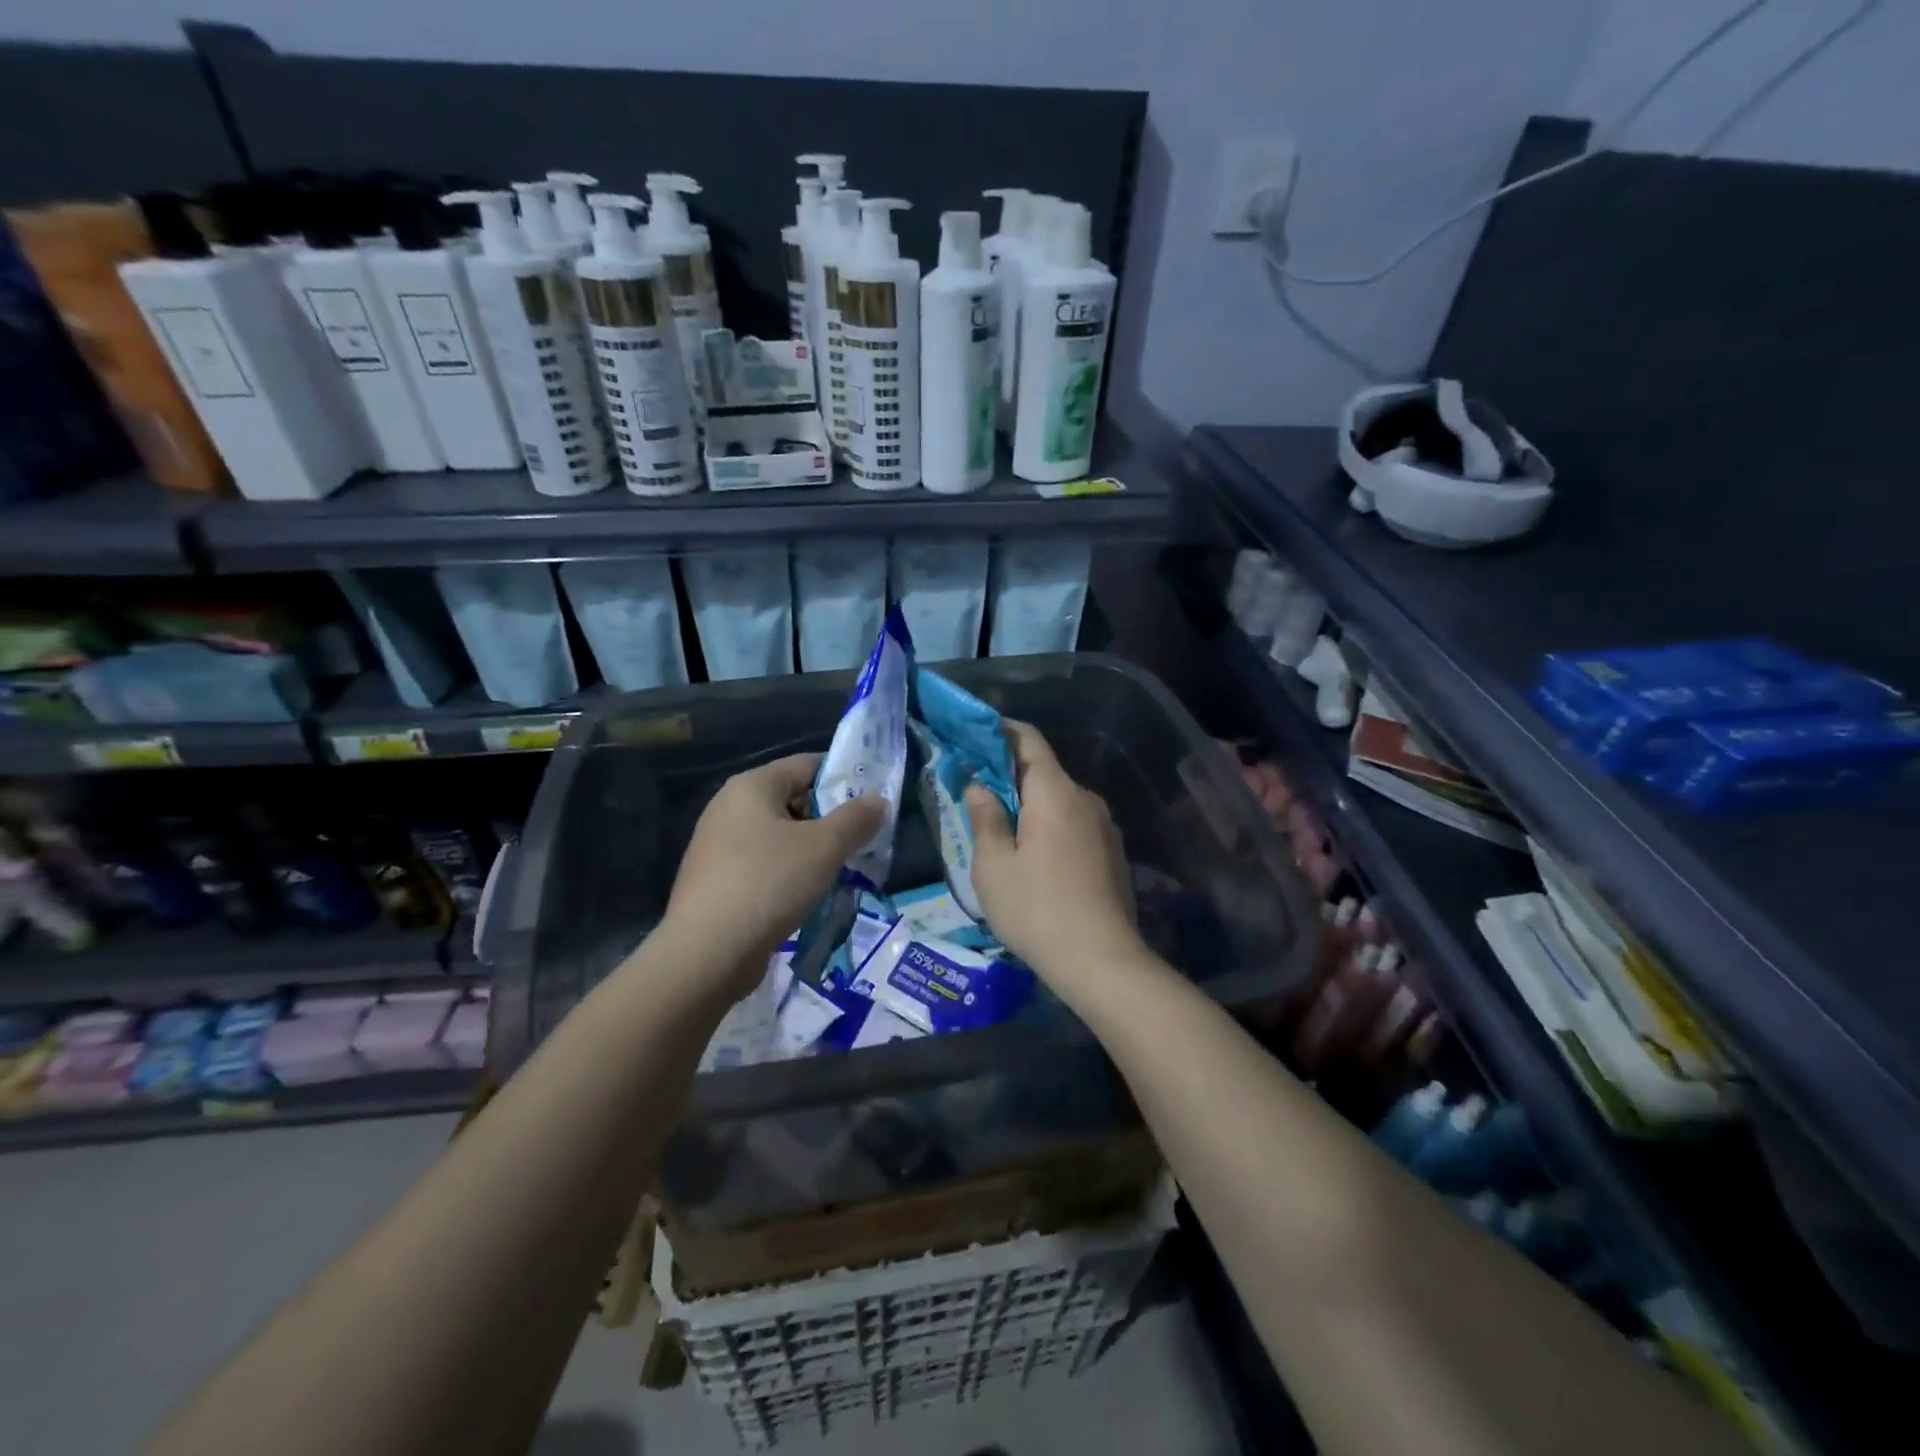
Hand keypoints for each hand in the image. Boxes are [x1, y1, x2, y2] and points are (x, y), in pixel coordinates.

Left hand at [665, 753, 883, 996]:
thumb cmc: (769, 883)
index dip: (842, 778)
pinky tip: (809, 895)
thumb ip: (856, 819)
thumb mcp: (824, 847)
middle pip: (792, 799)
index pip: (806, 764)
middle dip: (830, 818)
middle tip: (863, 839)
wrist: (707, 953)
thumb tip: (878, 800)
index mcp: (751, 786)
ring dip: (812, 850)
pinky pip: (764, 865)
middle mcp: (728, 807)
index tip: (872, 801)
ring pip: (779, 836)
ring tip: (843, 870)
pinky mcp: (717, 881)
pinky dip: (789, 873)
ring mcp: (718, 846)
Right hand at [965, 721, 1142, 995]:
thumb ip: (985, 817)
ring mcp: (1105, 826)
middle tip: (977, 789)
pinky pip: (1075, 825)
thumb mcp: (993, 865)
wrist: (1101, 961)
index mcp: (1055, 792)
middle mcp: (1085, 799)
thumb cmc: (1036, 908)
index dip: (1000, 730)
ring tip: (1002, 828)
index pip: (1029, 740)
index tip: (974, 733)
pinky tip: (1035, 857)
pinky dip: (1051, 827)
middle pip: (1045, 772)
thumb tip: (980, 786)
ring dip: (1031, 805)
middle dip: (1010, 774)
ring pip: (1060, 801)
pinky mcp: (1113, 853)